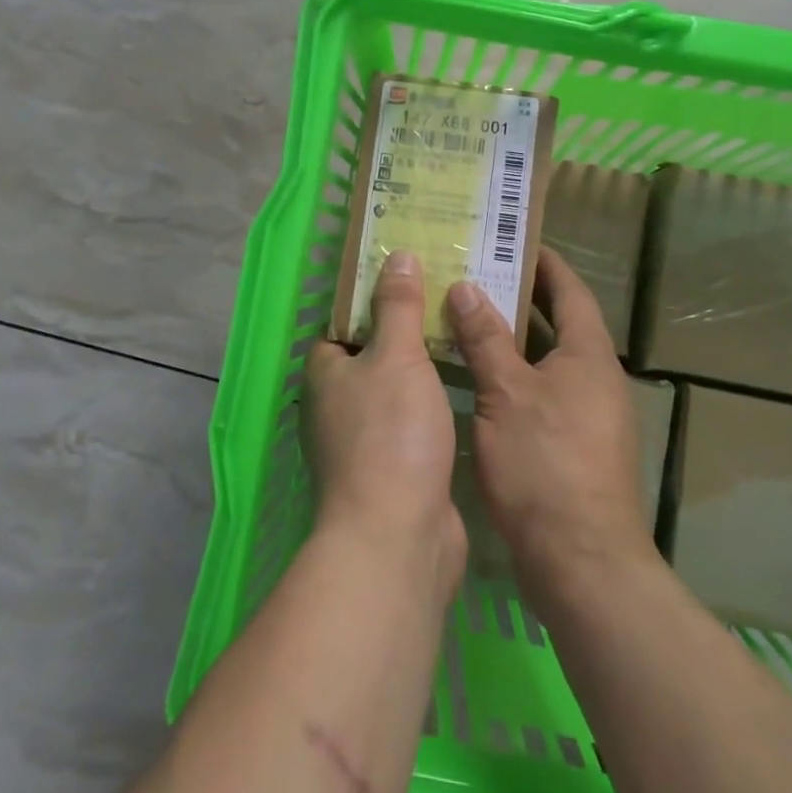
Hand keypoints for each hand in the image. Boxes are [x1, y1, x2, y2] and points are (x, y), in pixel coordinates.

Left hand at [304, 251, 465, 597]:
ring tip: (464, 337)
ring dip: (423, 371)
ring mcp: (363, 443)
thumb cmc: (391, 433)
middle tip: (448, 303)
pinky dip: (433, 407)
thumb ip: (397, 306)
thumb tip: (395, 255)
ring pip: (395, 391)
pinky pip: (413, 424)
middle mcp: (336, 407)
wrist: (399, 537)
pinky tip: (466, 390)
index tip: (412, 279)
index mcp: (325, 374)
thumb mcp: (396, 355)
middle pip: (372, 356)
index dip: (373, 301)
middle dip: (405, 333)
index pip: (342, 325)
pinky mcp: (393, 473)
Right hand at [446, 249, 651, 598]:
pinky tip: (473, 378)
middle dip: (520, 298)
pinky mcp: (570, 446)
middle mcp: (594, 379)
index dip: (544, 263)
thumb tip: (465, 287)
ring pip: (544, 361)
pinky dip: (510, 375)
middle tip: (474, 273)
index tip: (513, 241)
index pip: (570, 291)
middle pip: (558, 324)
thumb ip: (486, 338)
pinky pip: (539, 392)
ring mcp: (585, 415)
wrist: (582, 562)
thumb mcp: (506, 393)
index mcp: (588, 356)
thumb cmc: (545, 464)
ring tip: (464, 316)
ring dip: (511, 339)